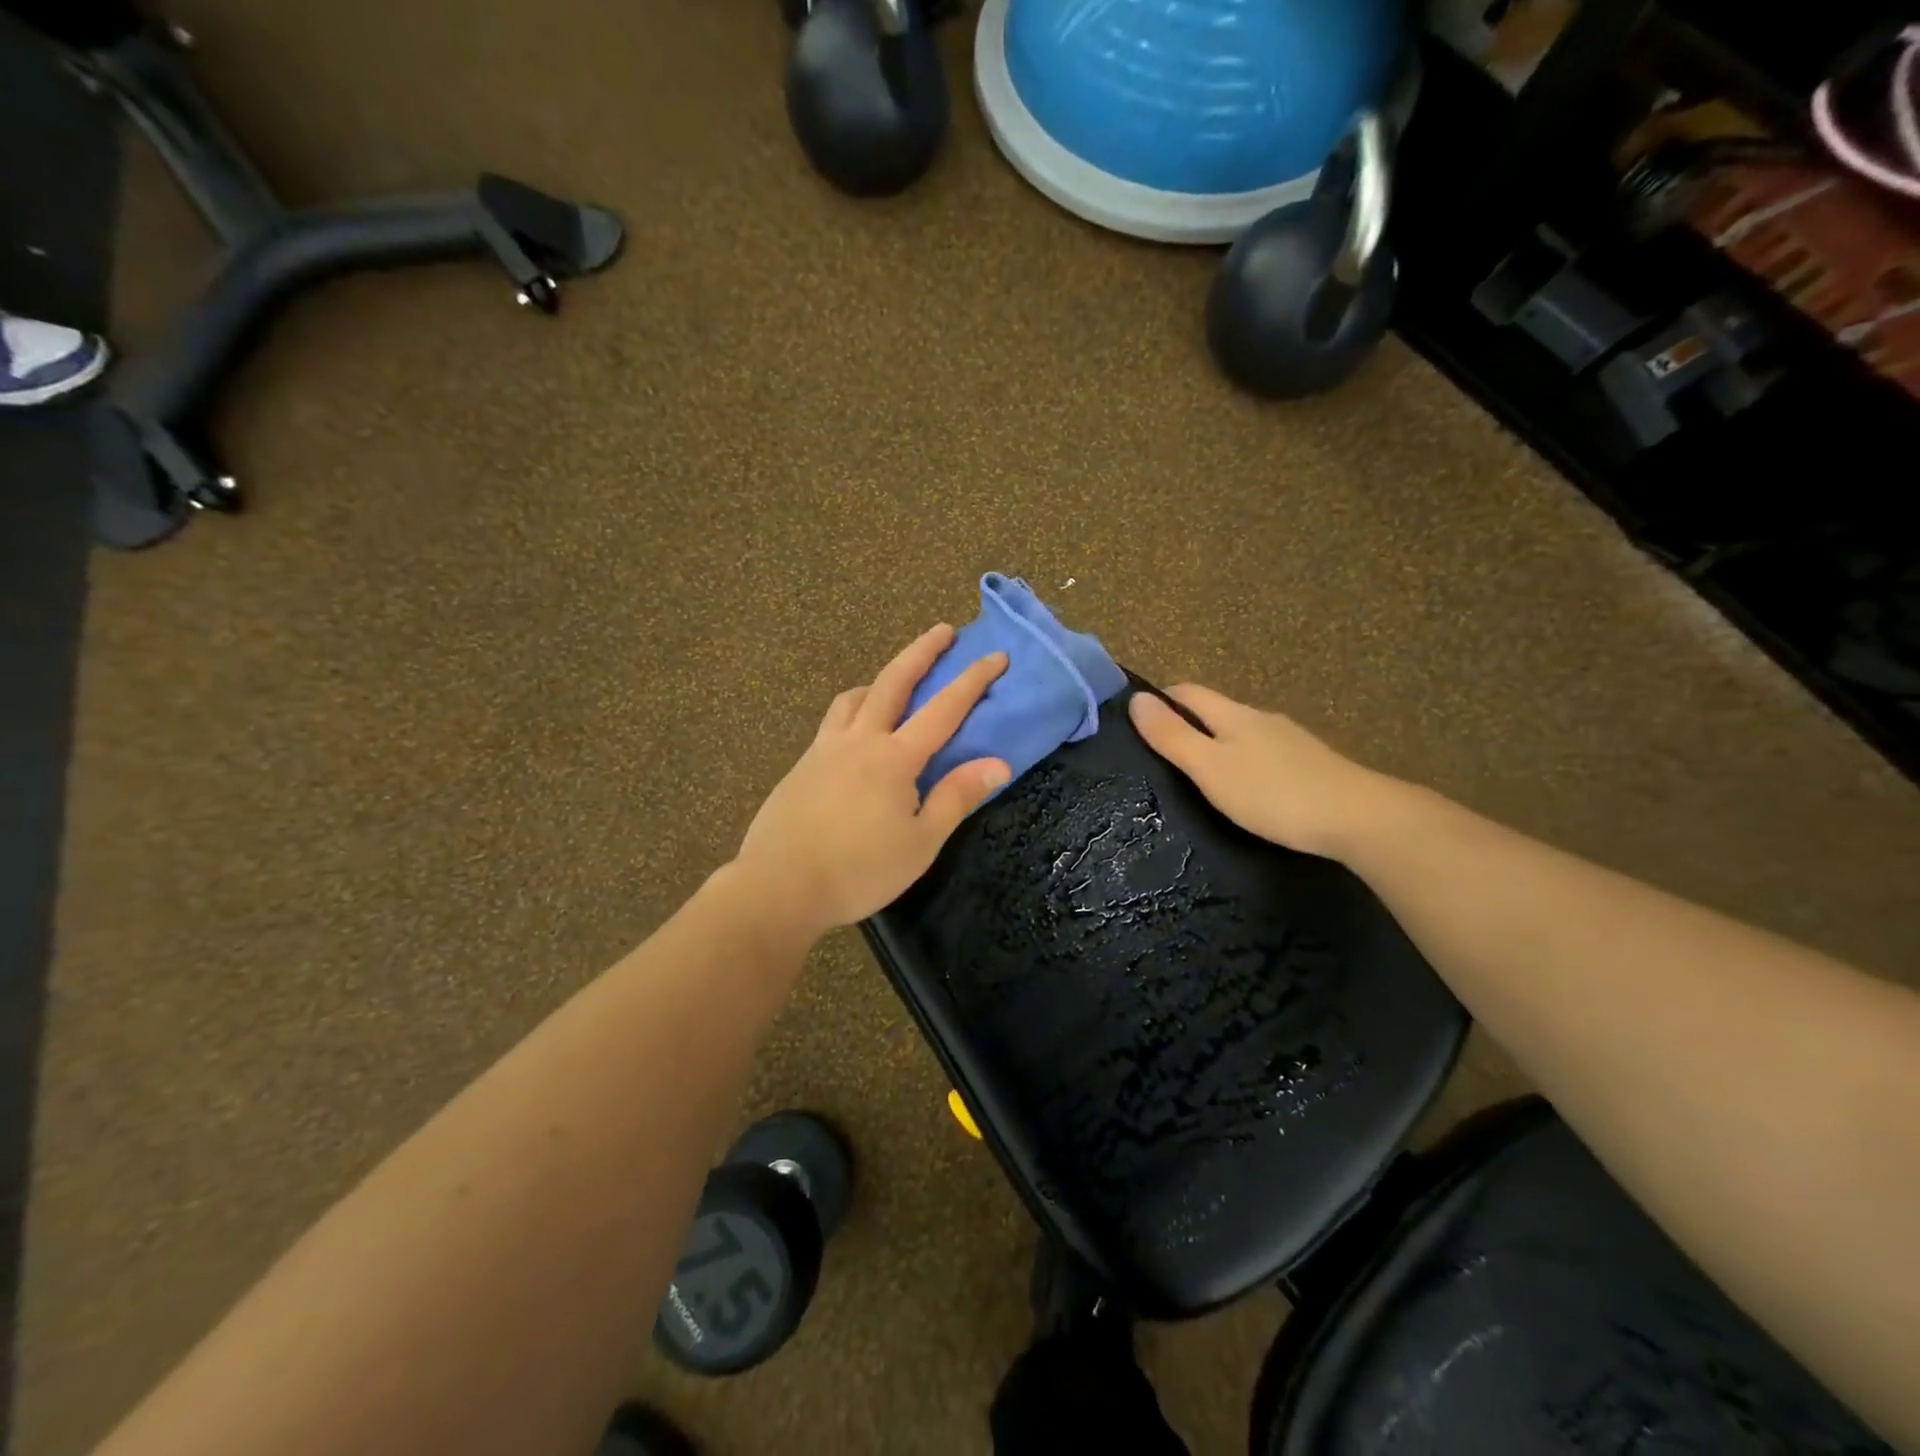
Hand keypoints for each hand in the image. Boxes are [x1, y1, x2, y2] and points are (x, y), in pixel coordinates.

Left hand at [733, 625, 1011, 938]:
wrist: (779, 886)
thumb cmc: (859, 870)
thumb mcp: (920, 842)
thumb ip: (957, 797)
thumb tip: (999, 763)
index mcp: (894, 758)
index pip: (944, 708)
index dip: (973, 679)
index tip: (995, 655)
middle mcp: (859, 740)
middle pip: (892, 682)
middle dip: (921, 651)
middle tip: (942, 631)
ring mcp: (824, 750)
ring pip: (853, 697)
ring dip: (879, 680)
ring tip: (894, 683)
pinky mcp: (801, 766)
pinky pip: (832, 723)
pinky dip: (852, 710)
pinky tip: (855, 734)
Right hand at [1128, 684, 1397, 860]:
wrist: (1358, 818)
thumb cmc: (1272, 793)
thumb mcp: (1210, 768)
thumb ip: (1172, 736)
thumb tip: (1136, 698)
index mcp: (1234, 715)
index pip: (1189, 693)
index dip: (1162, 697)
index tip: (1138, 716)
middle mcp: (1262, 719)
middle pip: (1217, 710)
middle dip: (1188, 721)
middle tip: (1161, 749)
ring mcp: (1291, 741)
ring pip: (1243, 732)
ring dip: (1218, 742)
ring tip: (1200, 772)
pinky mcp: (1311, 765)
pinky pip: (1265, 753)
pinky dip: (1245, 761)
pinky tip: (1247, 786)